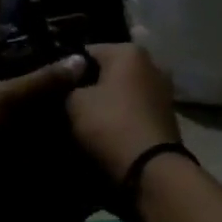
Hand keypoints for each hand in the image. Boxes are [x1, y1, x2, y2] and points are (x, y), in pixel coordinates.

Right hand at [66, 44, 181, 183]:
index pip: (87, 52)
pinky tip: (107, 131)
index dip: (67, 69)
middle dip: (90, 85)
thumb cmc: (110, 124)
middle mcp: (152, 64)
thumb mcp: (74, 102)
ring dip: (108, 102)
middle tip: (67, 105)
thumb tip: (70, 84)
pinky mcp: (167, 116)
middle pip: (109, 71)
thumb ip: (68, 86)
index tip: (54, 88)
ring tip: (86, 121)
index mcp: (129, 52)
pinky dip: (122, 116)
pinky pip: (136, 109)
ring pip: (124, 91)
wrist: (151, 169)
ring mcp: (163, 91)